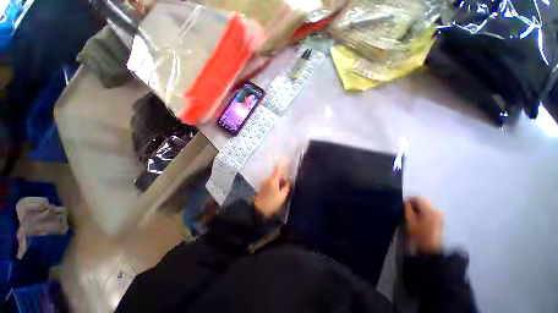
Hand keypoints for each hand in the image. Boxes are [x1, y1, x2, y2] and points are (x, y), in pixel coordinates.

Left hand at [253, 162, 290, 217]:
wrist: (258, 211)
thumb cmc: (271, 203)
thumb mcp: (282, 196)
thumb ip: (286, 187)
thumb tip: (289, 181)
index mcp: (273, 180)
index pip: (279, 169)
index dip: (283, 163)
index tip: (286, 157)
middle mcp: (267, 179)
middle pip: (277, 175)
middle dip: (283, 177)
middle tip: (288, 183)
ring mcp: (264, 183)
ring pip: (274, 179)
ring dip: (279, 182)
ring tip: (283, 190)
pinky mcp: (262, 188)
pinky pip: (271, 183)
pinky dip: (275, 185)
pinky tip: (278, 192)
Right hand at [404, 197, 443, 252]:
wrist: (431, 248)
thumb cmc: (419, 233)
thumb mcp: (409, 219)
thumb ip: (407, 208)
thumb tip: (405, 201)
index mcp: (429, 209)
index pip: (418, 198)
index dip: (409, 199)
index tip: (402, 204)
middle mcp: (436, 210)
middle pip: (423, 202)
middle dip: (414, 204)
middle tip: (406, 210)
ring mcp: (439, 215)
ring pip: (426, 207)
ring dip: (418, 209)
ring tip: (412, 215)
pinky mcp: (440, 220)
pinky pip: (430, 212)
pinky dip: (423, 213)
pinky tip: (419, 219)